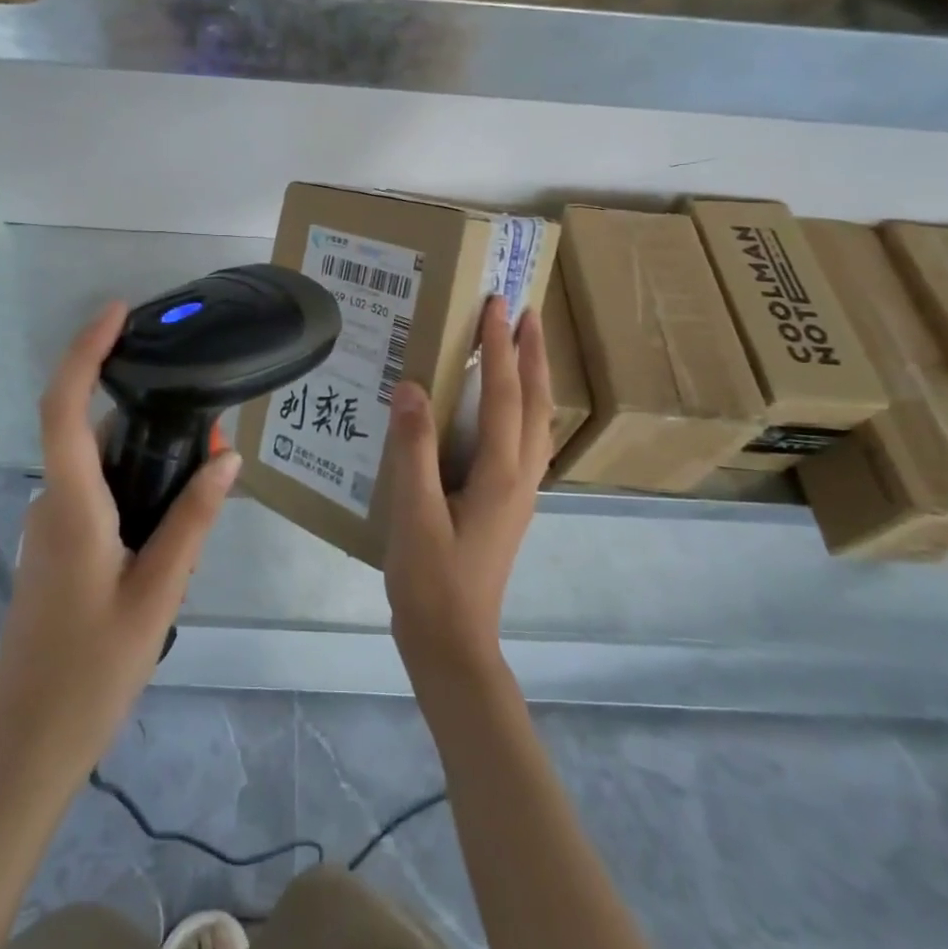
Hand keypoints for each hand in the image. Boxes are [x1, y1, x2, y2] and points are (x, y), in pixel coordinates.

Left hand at [0, 301, 239, 779]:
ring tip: (206, 474)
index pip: (64, 407)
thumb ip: (192, 521)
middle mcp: (53, 503)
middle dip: (148, 413)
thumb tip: (227, 459)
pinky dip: (134, 486)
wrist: (25, 744)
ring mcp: (50, 527)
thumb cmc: (90, 670)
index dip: (85, 351)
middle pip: (92, 431)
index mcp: (72, 505)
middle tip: (212, 428)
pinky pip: (97, 496)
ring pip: (100, 467)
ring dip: (147, 457)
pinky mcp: (57, 548)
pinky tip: (175, 520)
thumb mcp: (157, 594)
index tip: (117, 313)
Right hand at [384, 296, 551, 678]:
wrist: (452, 643)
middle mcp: (520, 476)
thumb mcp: (414, 514)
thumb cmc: (431, 580)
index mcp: (500, 473)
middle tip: (525, 312)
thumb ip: (413, 449)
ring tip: (522, 346)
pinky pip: (523, 440)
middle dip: (533, 354)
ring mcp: (519, 492)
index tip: (495, 305)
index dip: (500, 347)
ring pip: (536, 421)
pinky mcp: (507, 504)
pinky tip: (503, 408)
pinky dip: (521, 407)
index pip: (504, 394)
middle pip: (535, 402)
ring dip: (533, 377)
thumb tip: (412, 387)